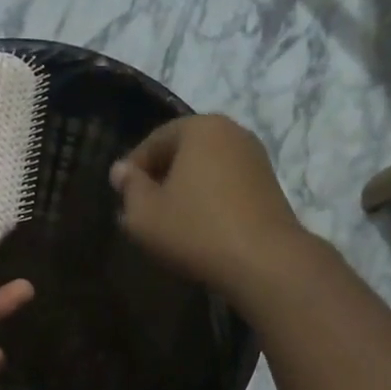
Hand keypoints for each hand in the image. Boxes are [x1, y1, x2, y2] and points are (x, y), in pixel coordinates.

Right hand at [109, 114, 307, 295]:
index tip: (121, 197)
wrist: (263, 261)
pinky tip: (200, 229)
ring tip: (171, 223)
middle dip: (161, 178)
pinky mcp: (269, 186)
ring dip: (186, 191)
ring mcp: (255, 158)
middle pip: (183, 152)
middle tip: (144, 210)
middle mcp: (232, 132)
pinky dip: (209, 201)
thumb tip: (121, 170)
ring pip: (206, 169)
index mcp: (200, 128)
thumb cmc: (195, 231)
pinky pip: (227, 186)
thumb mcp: (145, 214)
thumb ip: (129, 188)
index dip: (132, 170)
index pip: (154, 141)